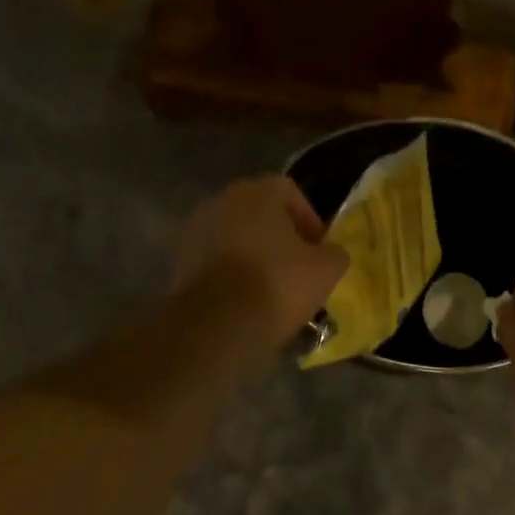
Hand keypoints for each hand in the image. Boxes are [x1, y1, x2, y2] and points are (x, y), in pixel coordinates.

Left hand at [173, 176, 349, 345]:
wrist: (218, 323)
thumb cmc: (278, 284)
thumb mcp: (326, 270)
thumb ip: (335, 252)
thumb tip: (331, 253)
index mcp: (258, 192)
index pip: (289, 192)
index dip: (308, 219)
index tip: (319, 248)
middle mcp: (222, 200)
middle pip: (258, 212)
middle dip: (279, 236)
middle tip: (297, 266)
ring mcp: (196, 230)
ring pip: (235, 237)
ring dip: (253, 254)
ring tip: (271, 286)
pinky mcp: (180, 261)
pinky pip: (216, 260)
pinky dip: (231, 273)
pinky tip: (245, 299)